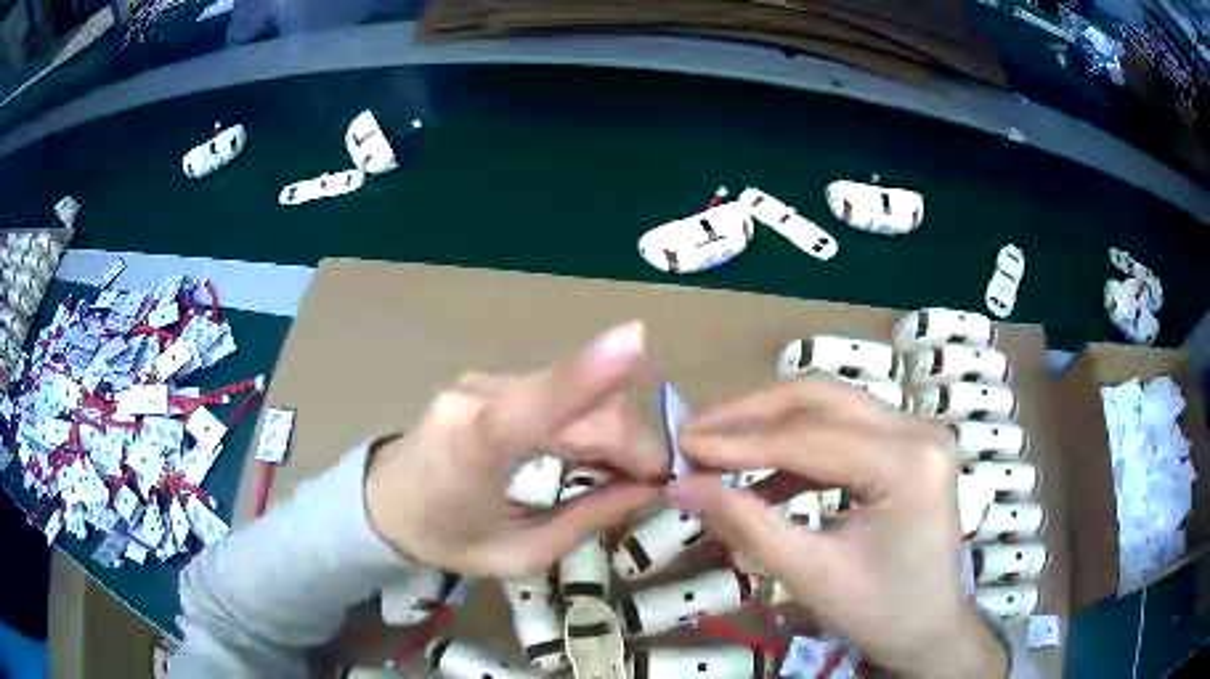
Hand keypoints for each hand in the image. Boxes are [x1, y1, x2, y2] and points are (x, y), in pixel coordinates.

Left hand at [365, 322, 666, 576]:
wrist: (383, 503)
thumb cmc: (445, 538)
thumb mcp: (517, 554)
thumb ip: (585, 520)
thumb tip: (648, 490)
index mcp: (474, 448)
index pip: (537, 402)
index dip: (588, 368)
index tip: (643, 347)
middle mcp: (478, 399)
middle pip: (578, 403)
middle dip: (630, 438)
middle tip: (654, 482)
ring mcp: (481, 382)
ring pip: (571, 391)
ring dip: (612, 427)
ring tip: (627, 471)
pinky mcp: (488, 380)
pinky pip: (554, 391)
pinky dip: (587, 417)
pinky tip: (596, 449)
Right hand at [670, 377, 1007, 678]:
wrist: (930, 628)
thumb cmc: (881, 612)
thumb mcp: (811, 575)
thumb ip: (746, 524)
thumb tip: (682, 486)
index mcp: (908, 463)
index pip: (811, 437)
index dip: (740, 441)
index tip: (682, 446)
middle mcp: (919, 429)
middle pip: (823, 399)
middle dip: (752, 415)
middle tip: (695, 433)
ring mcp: (916, 432)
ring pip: (830, 406)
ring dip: (770, 425)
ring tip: (718, 448)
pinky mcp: (906, 445)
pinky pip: (842, 431)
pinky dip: (796, 448)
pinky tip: (761, 474)